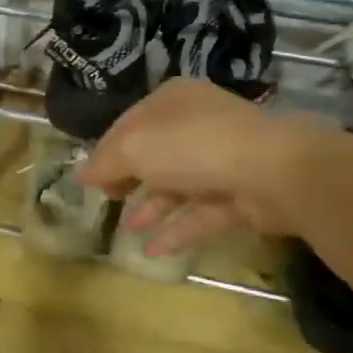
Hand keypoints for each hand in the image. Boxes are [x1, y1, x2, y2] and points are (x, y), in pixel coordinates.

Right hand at [78, 78, 324, 252]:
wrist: (271, 172)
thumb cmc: (192, 147)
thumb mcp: (133, 148)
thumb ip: (104, 162)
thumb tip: (81, 175)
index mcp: (172, 102)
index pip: (128, 125)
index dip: (105, 152)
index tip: (88, 180)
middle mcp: (197, 126)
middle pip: (154, 155)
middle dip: (129, 179)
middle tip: (108, 201)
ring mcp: (222, 160)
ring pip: (177, 186)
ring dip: (151, 207)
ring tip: (126, 229)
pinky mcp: (239, 196)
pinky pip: (200, 214)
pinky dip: (176, 231)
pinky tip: (151, 251)